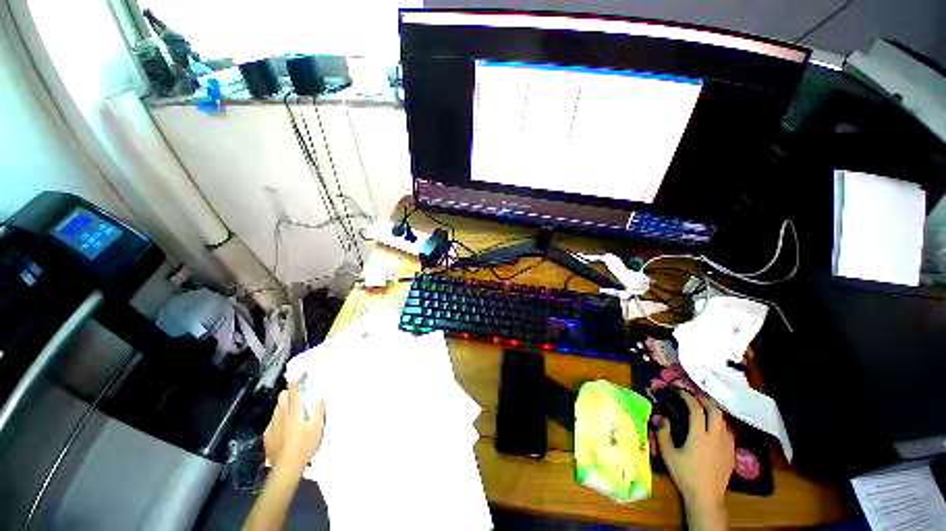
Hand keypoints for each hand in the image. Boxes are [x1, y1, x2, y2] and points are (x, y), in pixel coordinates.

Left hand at [263, 381, 324, 470]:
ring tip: (292, 411)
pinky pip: (273, 421)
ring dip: (284, 405)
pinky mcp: (267, 435)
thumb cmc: (305, 445)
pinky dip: (279, 418)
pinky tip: (284, 426)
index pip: (293, 391)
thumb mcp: (318, 427)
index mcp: (295, 412)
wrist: (286, 467)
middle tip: (297, 395)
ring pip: (277, 408)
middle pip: (282, 397)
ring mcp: (272, 425)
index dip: (296, 380)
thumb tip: (320, 392)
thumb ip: (319, 408)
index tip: (300, 373)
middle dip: (288, 393)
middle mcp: (282, 415)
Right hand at [656, 390, 733, 529]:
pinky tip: (714, 430)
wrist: (706, 497)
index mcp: (699, 435)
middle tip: (695, 398)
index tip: (680, 391)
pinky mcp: (731, 454)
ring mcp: (726, 445)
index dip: (688, 397)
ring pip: (724, 421)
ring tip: (704, 412)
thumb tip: (660, 417)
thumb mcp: (668, 454)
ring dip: (714, 412)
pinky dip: (720, 425)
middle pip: (716, 411)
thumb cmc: (685, 474)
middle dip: (705, 401)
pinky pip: (728, 433)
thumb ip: (663, 433)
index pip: (696, 409)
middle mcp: (716, 437)